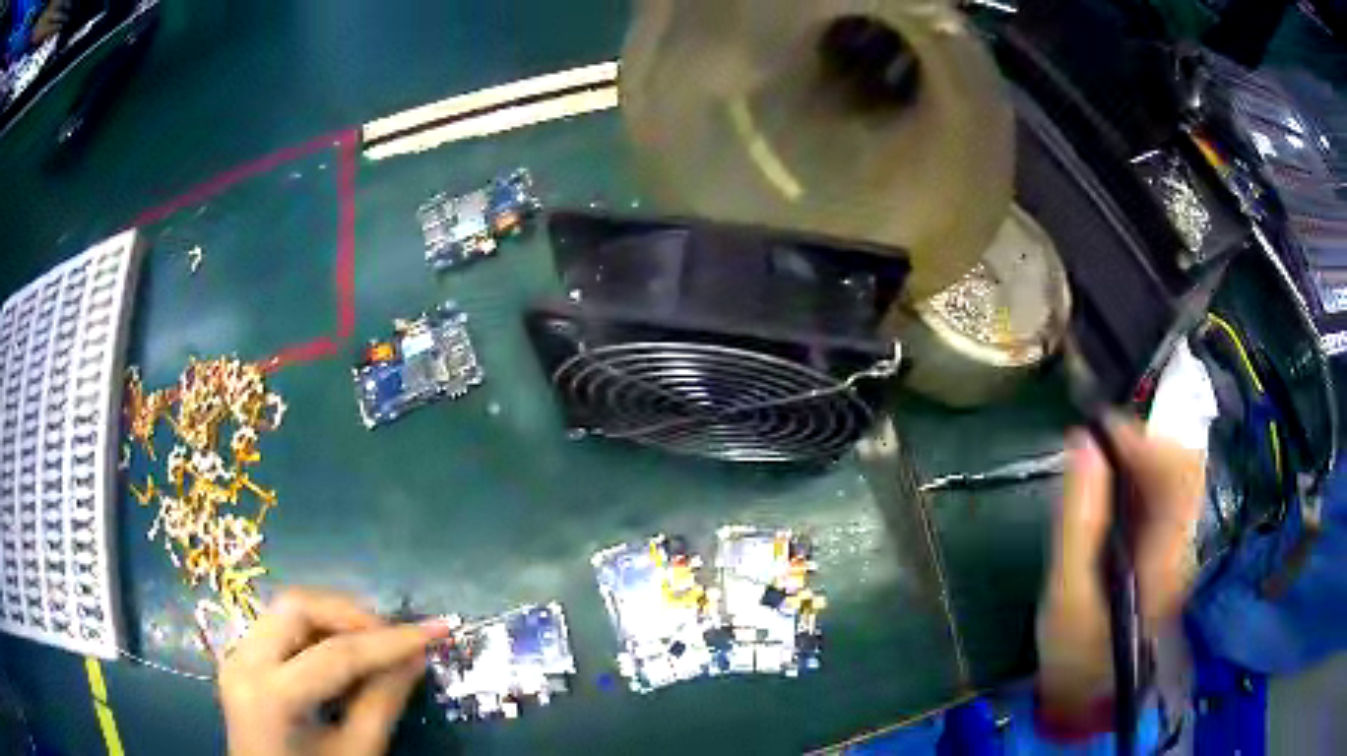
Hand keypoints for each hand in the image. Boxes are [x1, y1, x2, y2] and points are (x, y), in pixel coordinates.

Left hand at [219, 588, 449, 755]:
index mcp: (271, 696)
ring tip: (372, 643)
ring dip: (332, 620)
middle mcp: (243, 663)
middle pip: (296, 608)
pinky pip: (278, 628)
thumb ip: (383, 703)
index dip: (390, 641)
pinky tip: (341, 654)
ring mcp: (236, 657)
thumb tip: (416, 657)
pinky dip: (314, 632)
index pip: (336, 654)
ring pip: (285, 610)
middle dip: (351, 615)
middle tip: (393, 637)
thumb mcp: (357, 752)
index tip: (436, 630)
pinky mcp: (240, 660)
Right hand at [1036, 417, 1204, 719]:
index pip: (1177, 471)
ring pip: (1174, 479)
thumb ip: (1078, 518)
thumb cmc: (1076, 655)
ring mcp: (1178, 547)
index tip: (1099, 426)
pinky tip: (1110, 488)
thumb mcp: (1066, 592)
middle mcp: (1182, 541)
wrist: (1089, 703)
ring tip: (1099, 459)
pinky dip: (1137, 480)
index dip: (1143, 437)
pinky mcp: (1167, 553)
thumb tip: (1082, 442)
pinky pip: (1163, 498)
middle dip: (1141, 442)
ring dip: (1139, 458)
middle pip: (1182, 467)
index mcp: (1166, 553)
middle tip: (1096, 441)